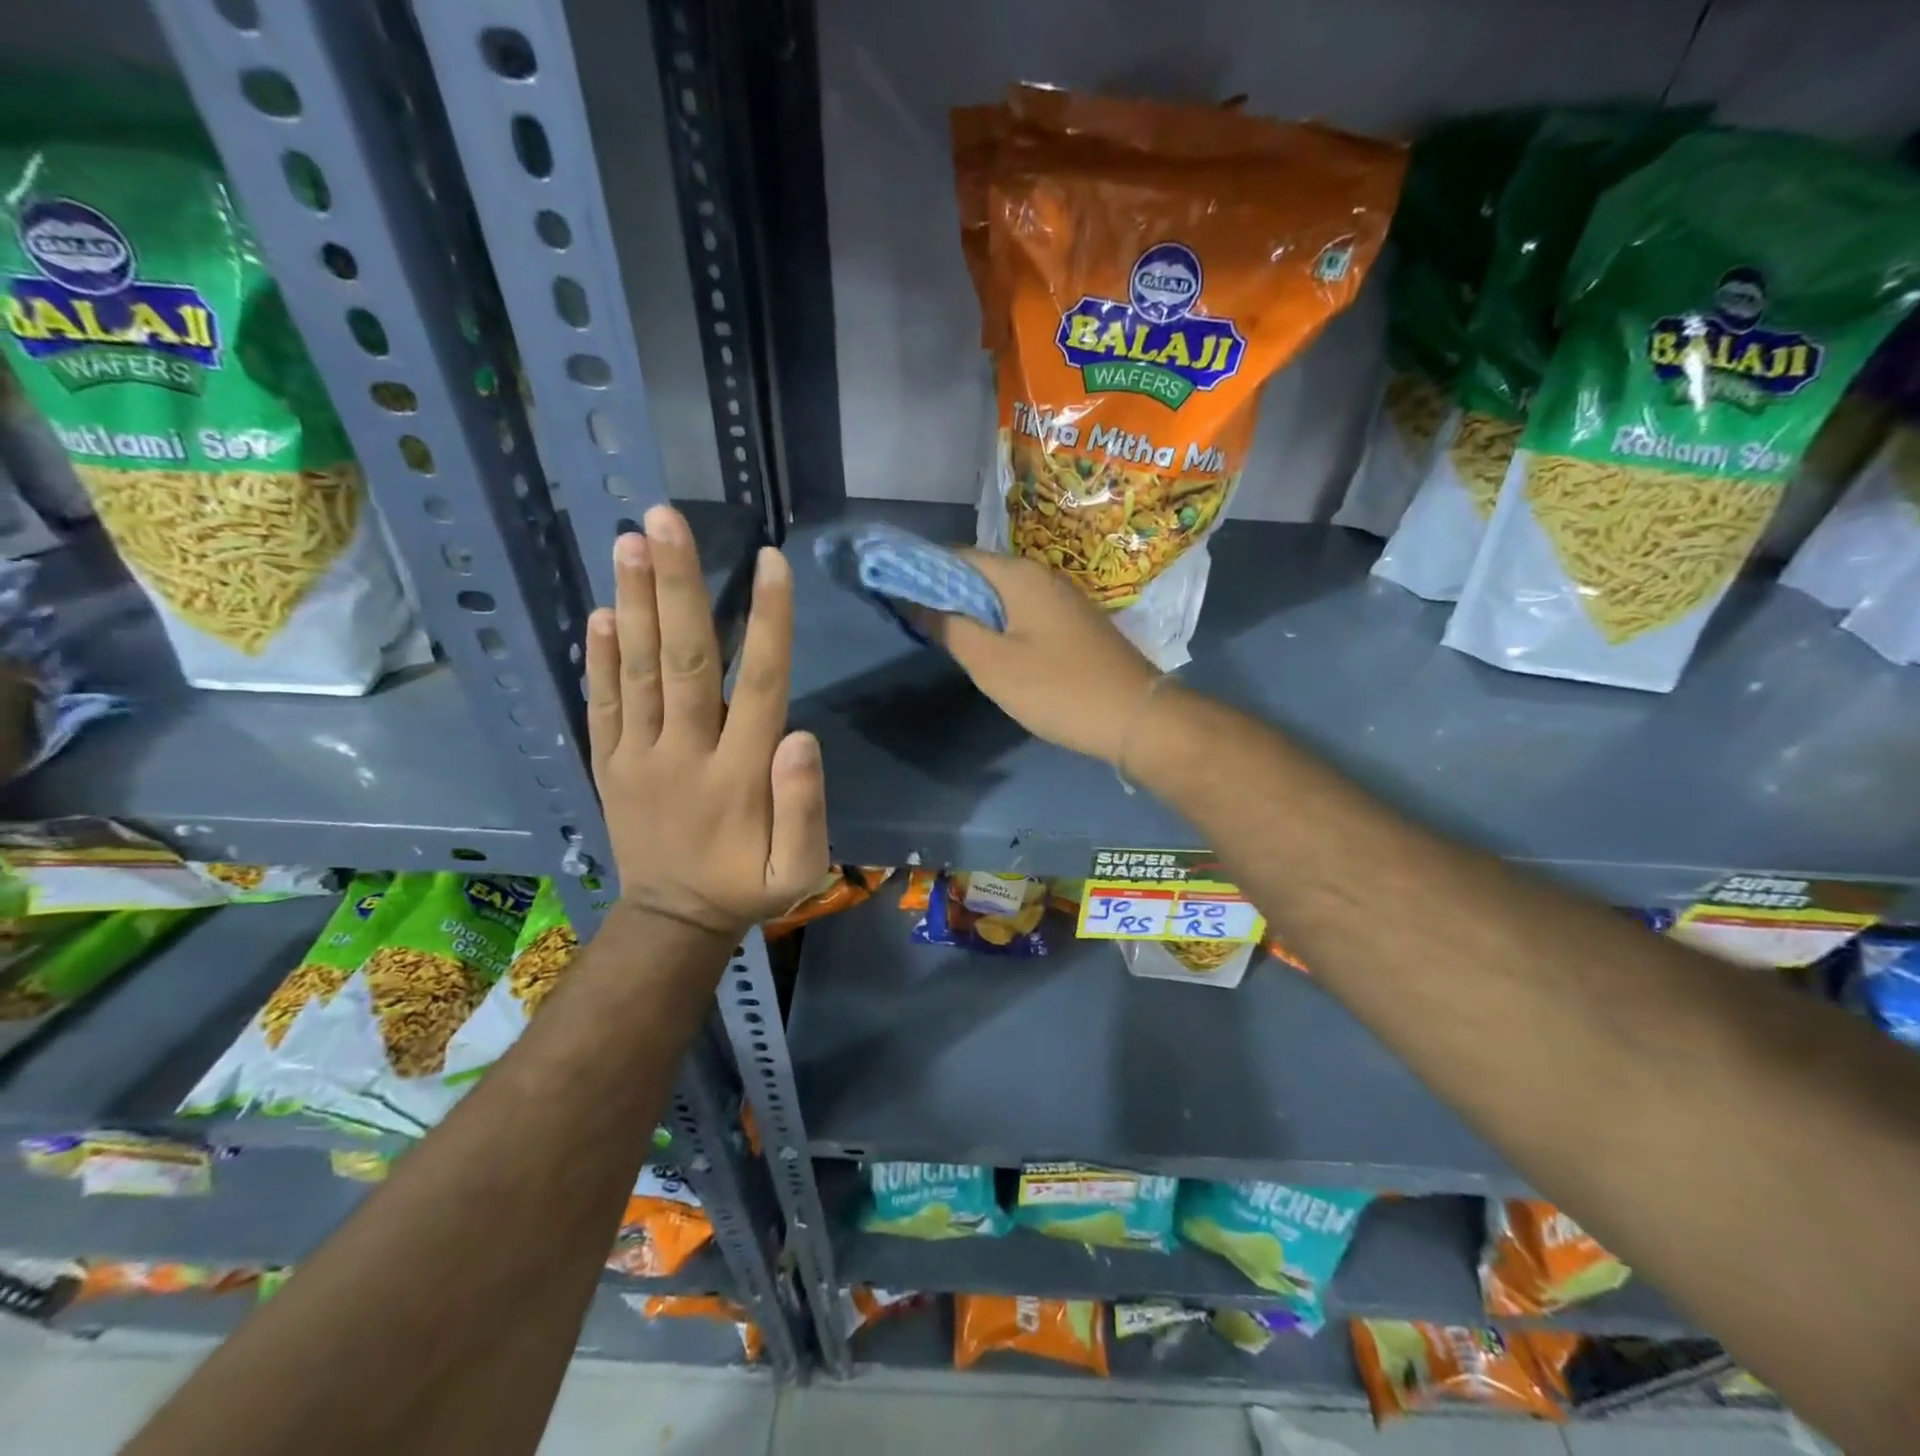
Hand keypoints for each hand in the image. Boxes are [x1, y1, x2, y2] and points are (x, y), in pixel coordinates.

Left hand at [584, 505, 829, 940]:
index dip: (767, 622)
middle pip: (683, 661)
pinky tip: (602, 611)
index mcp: (738, 776)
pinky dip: (598, 658)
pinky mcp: (608, 764)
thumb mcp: (799, 870)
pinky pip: (600, 705)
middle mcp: (684, 754)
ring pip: (636, 671)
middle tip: (665, 520)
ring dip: (634, 603)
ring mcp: (637, 757)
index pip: (758, 685)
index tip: (771, 560)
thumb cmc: (747, 887)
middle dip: (678, 587)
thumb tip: (800, 735)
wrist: (672, 922)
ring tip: (629, 541)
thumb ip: (805, 808)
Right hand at [916, 549, 1157, 763]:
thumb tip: (914, 602)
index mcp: (1018, 575)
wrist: (1135, 717)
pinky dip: (995, 622)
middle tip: (911, 619)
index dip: (920, 570)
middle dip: (942, 591)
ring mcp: (1060, 599)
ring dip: (969, 609)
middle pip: (979, 572)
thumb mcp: (992, 663)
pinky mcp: (1071, 624)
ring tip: (939, 634)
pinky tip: (984, 647)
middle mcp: (1041, 575)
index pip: (956, 556)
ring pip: (1000, 594)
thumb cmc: (1057, 688)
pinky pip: (1021, 612)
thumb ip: (950, 628)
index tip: (891, 591)